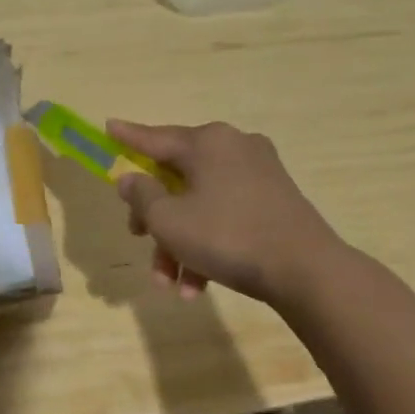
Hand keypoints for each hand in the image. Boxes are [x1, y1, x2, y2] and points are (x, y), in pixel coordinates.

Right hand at [107, 119, 343, 303]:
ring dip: (179, 242)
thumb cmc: (227, 236)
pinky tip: (197, 286)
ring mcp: (259, 174)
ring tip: (169, 284)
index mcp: (207, 142)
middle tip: (137, 238)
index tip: (108, 127)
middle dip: (155, 216)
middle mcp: (234, 148)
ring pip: (201, 203)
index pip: (155, 138)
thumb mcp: (169, 220)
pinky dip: (207, 244)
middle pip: (177, 177)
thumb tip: (130, 178)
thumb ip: (141, 195)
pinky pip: (227, 215)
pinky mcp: (275, 201)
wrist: (306, 270)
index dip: (128, 138)